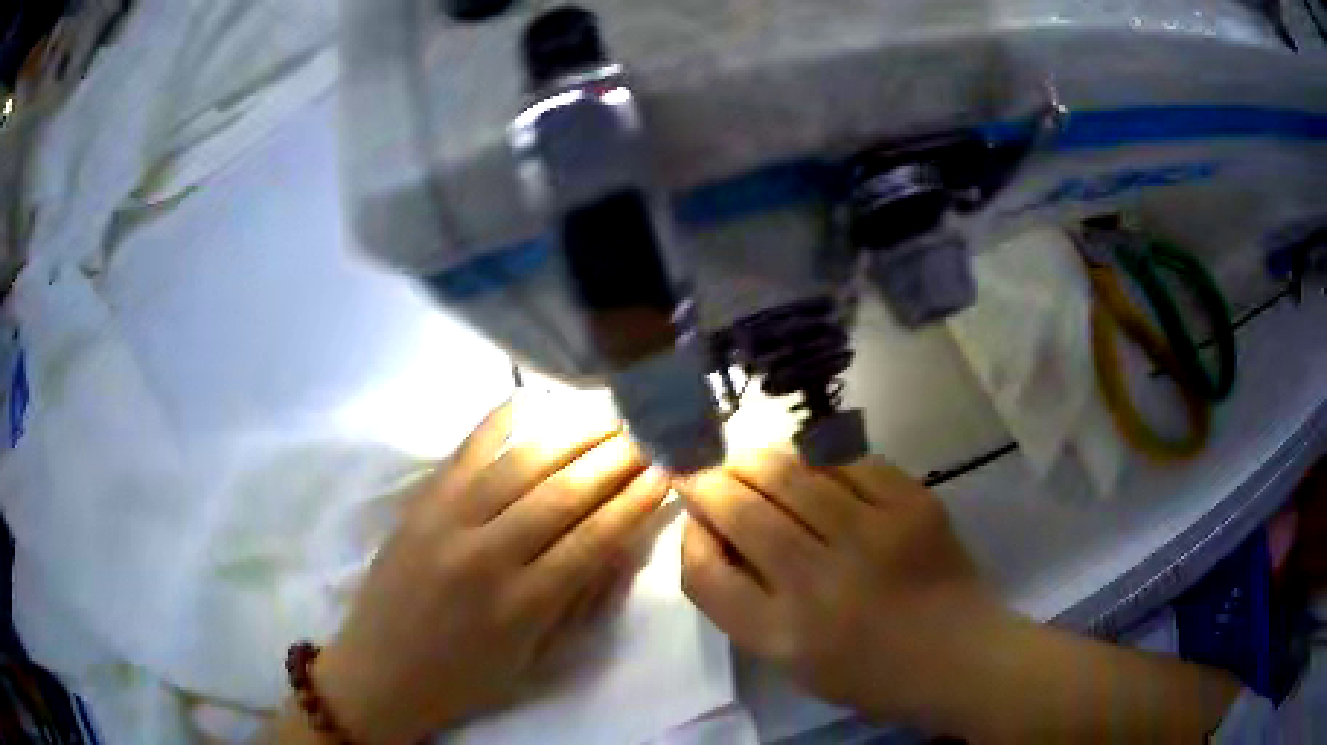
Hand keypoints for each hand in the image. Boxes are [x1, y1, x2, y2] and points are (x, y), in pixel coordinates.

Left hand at [307, 402, 669, 744]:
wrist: (380, 672)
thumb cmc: (465, 678)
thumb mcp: (534, 658)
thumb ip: (577, 601)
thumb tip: (620, 544)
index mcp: (522, 606)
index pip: (594, 540)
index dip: (635, 501)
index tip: (667, 470)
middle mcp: (487, 556)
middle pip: (563, 493)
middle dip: (615, 458)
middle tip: (649, 430)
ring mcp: (446, 522)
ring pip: (520, 465)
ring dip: (572, 435)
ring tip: (608, 416)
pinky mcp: (419, 504)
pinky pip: (464, 451)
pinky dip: (500, 421)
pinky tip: (534, 401)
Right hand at [678, 451, 1241, 742]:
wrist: (960, 656)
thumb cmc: (870, 672)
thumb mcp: (791, 659)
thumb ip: (744, 600)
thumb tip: (712, 530)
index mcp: (782, 635)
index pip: (703, 570)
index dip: (689, 533)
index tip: (692, 514)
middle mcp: (819, 584)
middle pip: (739, 509)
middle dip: (709, 480)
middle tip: (703, 469)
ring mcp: (872, 536)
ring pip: (788, 472)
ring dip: (755, 459)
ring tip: (747, 459)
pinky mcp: (912, 504)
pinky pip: (846, 461)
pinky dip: (818, 459)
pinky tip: (811, 465)